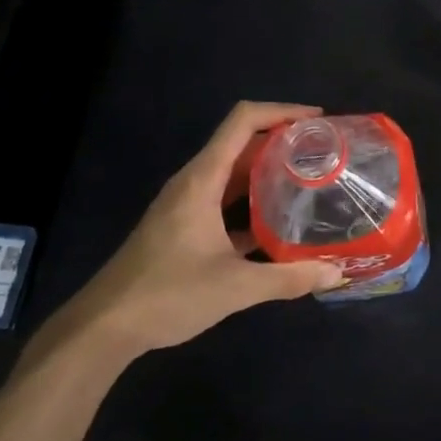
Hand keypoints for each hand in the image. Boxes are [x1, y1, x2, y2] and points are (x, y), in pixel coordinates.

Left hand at [33, 102, 343, 367]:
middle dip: (283, 141)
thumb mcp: (234, 287)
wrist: (103, 329)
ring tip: (308, 181)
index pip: (243, 121)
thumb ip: (288, 278)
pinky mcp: (183, 226)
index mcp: (203, 179)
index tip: (319, 121)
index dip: (282, 111)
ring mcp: (186, 203)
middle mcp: (194, 181)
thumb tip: (337, 272)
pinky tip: (277, 223)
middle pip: (242, 143)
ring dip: (268, 171)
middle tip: (323, 153)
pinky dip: (252, 200)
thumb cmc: (166, 295)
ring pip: (234, 172)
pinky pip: (224, 198)